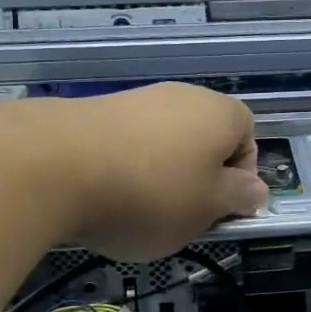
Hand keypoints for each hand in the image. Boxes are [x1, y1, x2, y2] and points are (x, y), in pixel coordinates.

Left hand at [52, 83, 266, 260]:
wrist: (54, 164)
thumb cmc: (151, 192)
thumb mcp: (207, 208)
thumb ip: (238, 197)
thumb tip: (255, 188)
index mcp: (220, 113)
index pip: (248, 137)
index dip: (240, 177)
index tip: (221, 210)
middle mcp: (183, 95)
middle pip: (204, 139)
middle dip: (198, 178)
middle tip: (182, 215)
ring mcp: (137, 99)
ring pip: (164, 142)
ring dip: (159, 175)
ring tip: (136, 211)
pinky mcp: (96, 110)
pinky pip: (127, 143)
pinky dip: (124, 168)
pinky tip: (104, 195)